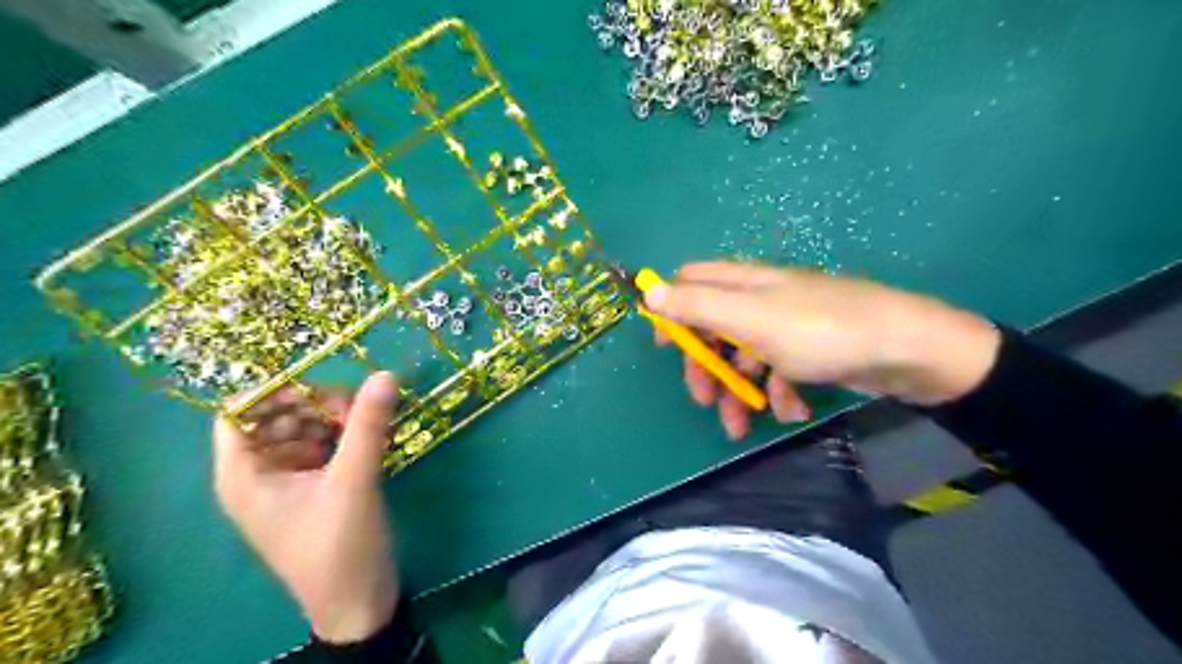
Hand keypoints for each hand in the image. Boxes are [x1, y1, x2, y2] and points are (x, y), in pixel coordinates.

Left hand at [211, 370, 398, 639]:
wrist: (359, 602)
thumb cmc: (339, 547)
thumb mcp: (354, 481)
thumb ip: (367, 426)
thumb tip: (385, 375)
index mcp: (245, 474)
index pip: (240, 411)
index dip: (275, 391)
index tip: (323, 386)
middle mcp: (260, 474)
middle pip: (277, 416)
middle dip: (316, 404)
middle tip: (358, 407)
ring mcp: (289, 481)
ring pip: (304, 430)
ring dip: (335, 418)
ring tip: (371, 421)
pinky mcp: (315, 488)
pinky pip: (324, 446)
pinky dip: (345, 435)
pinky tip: (373, 436)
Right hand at [643, 262, 999, 440]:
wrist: (907, 351)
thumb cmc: (820, 332)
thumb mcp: (750, 319)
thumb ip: (697, 305)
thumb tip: (648, 290)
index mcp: (743, 283)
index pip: (690, 283)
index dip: (672, 311)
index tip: (664, 347)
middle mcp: (760, 299)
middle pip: (713, 327)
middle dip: (706, 366)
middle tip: (704, 399)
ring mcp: (785, 325)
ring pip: (743, 356)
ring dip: (739, 390)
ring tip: (744, 425)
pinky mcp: (808, 350)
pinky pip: (777, 369)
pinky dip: (778, 391)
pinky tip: (791, 409)